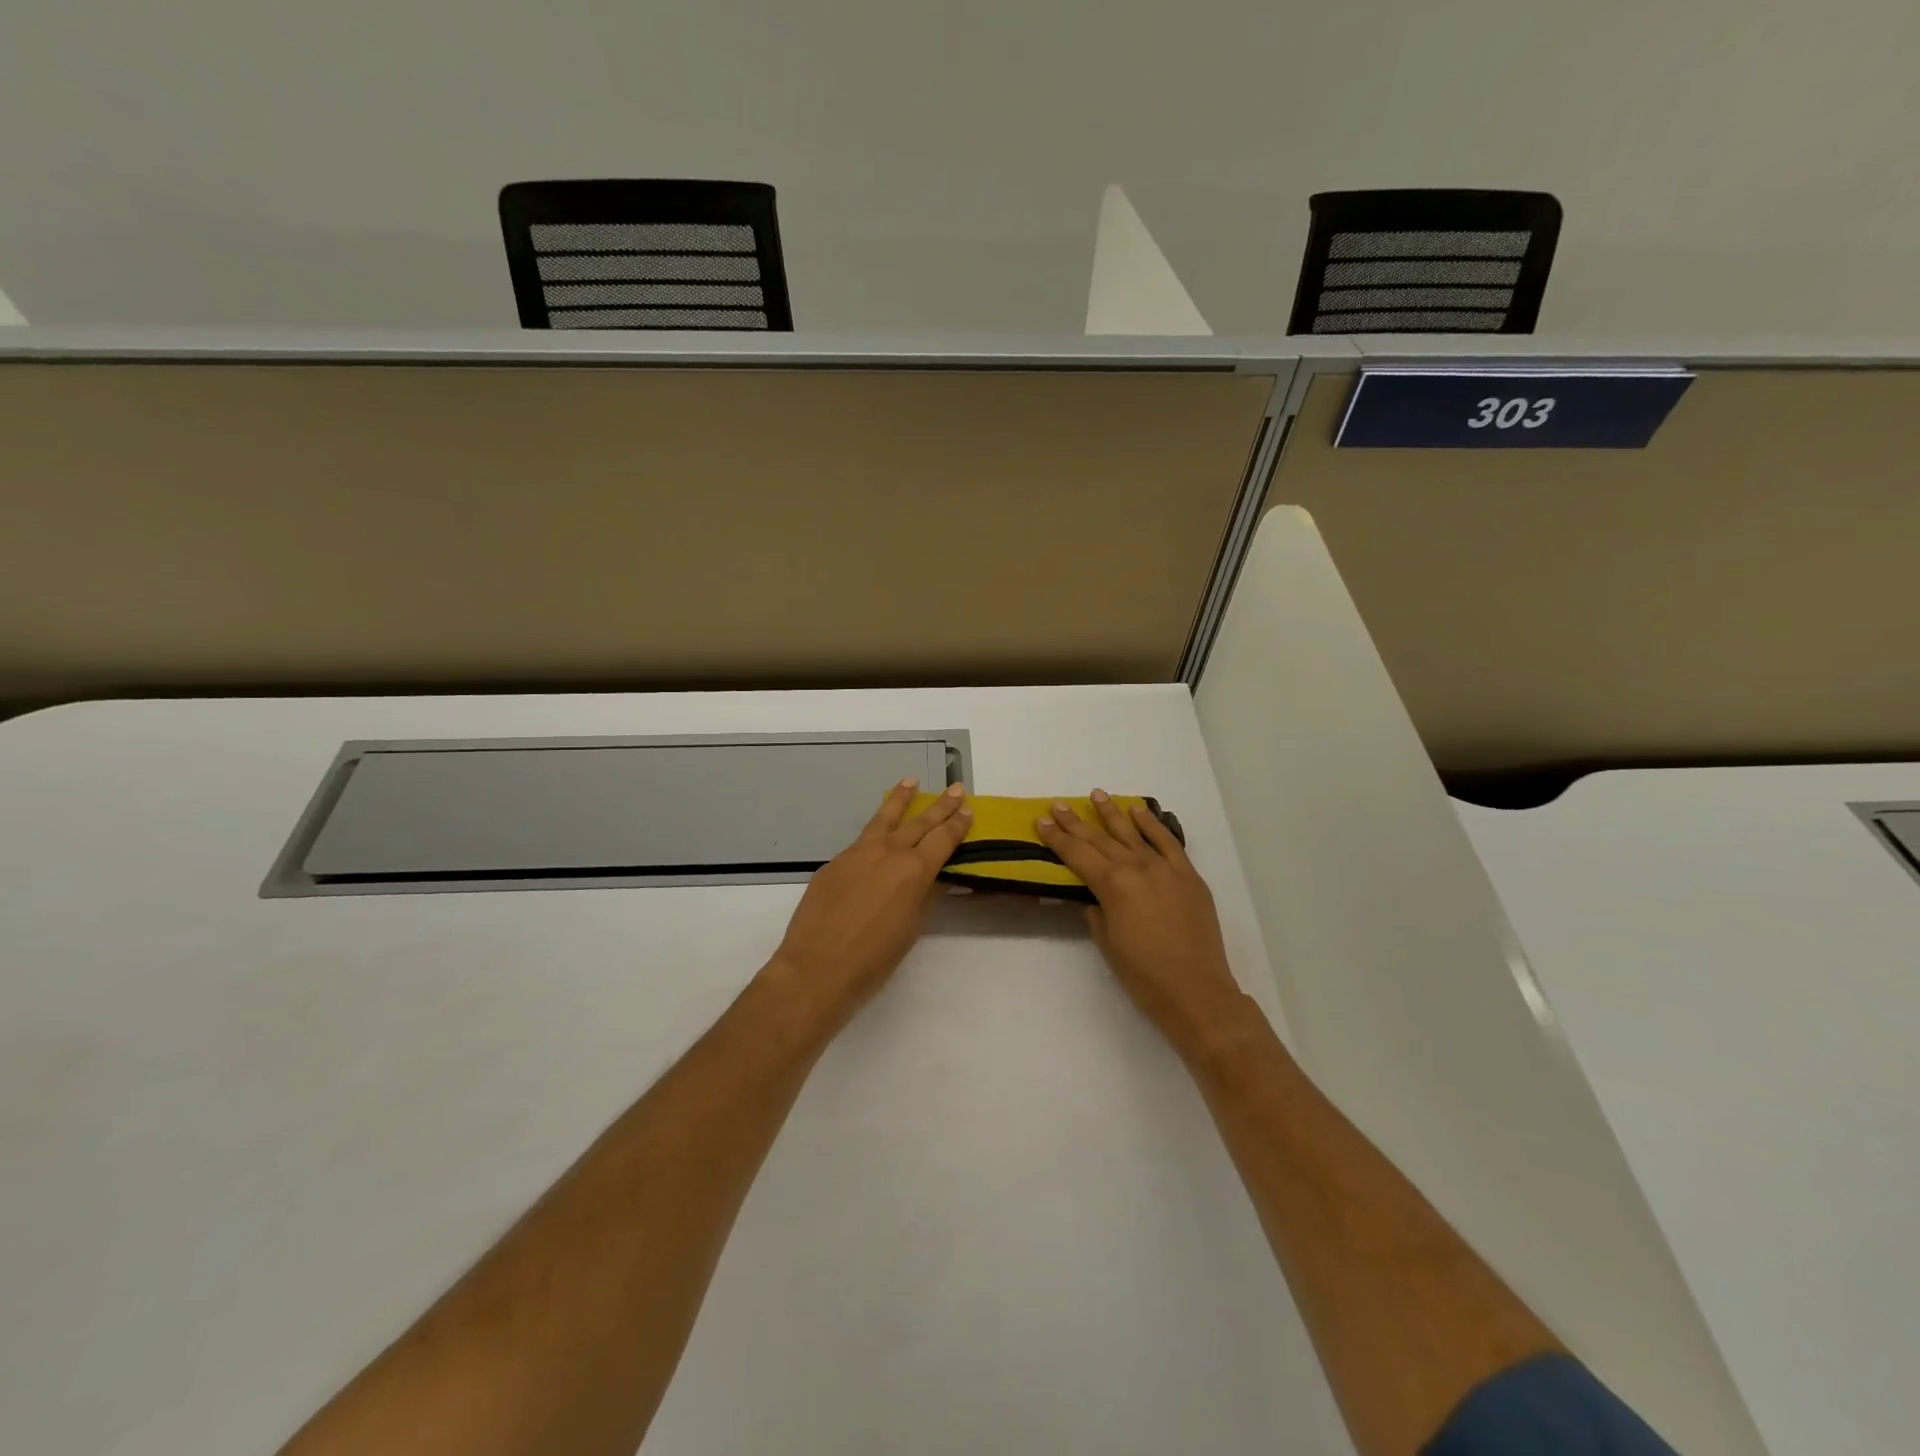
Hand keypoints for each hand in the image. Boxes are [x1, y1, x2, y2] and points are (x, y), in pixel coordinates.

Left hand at [765, 780, 972, 1020]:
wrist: (817, 967)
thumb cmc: (874, 958)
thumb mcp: (911, 927)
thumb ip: (924, 896)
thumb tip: (934, 878)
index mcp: (914, 870)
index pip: (942, 839)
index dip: (957, 825)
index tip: (968, 811)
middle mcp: (888, 852)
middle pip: (919, 822)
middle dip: (940, 806)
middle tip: (954, 788)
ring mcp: (857, 853)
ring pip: (884, 819)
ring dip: (901, 800)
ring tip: (911, 781)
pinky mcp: (834, 863)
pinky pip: (860, 842)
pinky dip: (874, 834)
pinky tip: (877, 839)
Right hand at [1035, 789, 1251, 1051]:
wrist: (1196, 991)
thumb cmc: (1143, 974)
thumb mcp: (1107, 943)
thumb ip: (1096, 912)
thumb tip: (1094, 898)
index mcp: (1112, 885)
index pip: (1077, 855)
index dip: (1056, 838)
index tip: (1040, 821)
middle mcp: (1137, 868)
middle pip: (1100, 839)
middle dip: (1076, 822)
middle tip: (1058, 805)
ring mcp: (1165, 868)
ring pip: (1133, 833)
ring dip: (1112, 813)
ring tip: (1096, 795)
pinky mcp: (1188, 875)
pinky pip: (1168, 842)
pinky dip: (1153, 824)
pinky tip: (1139, 811)